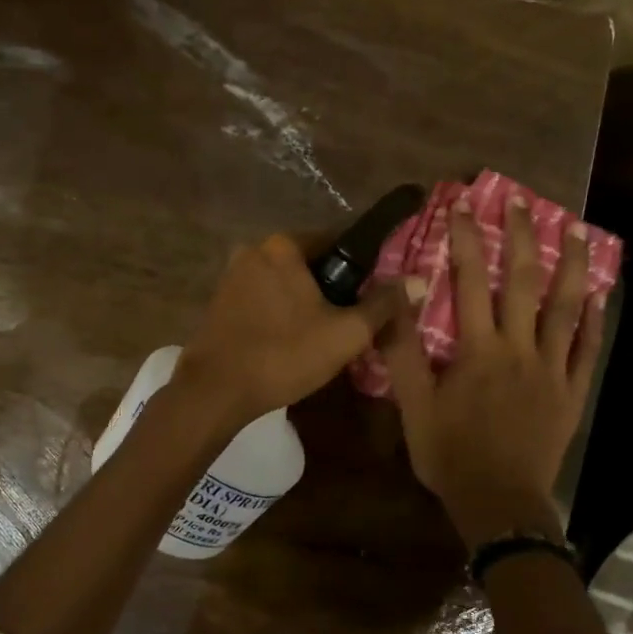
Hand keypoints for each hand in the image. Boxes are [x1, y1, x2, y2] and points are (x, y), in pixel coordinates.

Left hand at [175, 233, 418, 428]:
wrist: (216, 391)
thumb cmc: (284, 355)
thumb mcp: (345, 333)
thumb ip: (382, 304)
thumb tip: (416, 282)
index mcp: (283, 245)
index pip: (337, 241)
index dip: (362, 268)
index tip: (375, 295)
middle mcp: (254, 250)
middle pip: (309, 263)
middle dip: (332, 288)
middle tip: (351, 322)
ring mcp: (232, 275)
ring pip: (285, 283)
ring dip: (305, 302)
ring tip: (324, 336)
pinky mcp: (220, 301)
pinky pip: (263, 298)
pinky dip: (281, 312)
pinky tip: (291, 341)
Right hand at [382, 196, 607, 547]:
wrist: (498, 503)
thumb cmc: (449, 454)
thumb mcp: (412, 405)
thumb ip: (402, 350)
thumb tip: (397, 297)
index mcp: (478, 350)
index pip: (470, 282)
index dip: (466, 240)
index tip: (462, 205)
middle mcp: (519, 349)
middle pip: (523, 282)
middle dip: (520, 237)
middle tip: (521, 202)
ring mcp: (552, 369)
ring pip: (565, 307)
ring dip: (570, 265)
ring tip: (576, 229)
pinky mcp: (572, 392)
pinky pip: (587, 349)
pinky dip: (593, 318)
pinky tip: (598, 293)